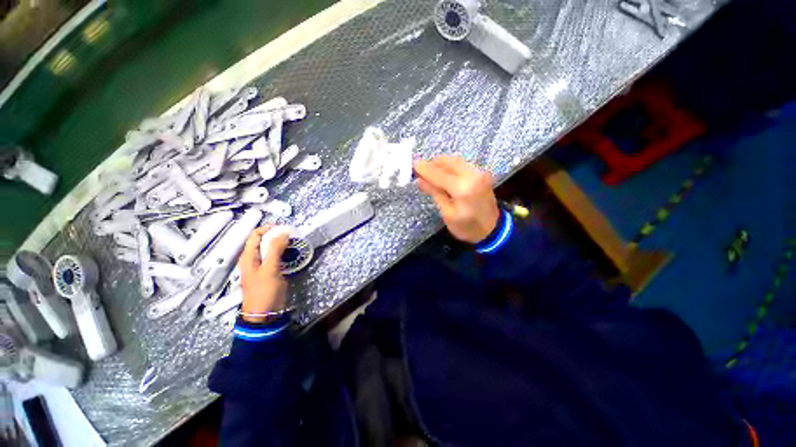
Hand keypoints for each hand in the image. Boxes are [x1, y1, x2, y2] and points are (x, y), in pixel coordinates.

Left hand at [238, 226, 290, 322]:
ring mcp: (263, 266)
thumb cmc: (264, 291)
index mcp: (249, 256)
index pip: (255, 235)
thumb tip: (282, 233)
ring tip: (295, 243)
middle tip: (292, 235)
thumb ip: (275, 250)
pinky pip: (278, 257)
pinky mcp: (272, 272)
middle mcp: (254, 259)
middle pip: (264, 241)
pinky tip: (293, 254)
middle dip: (278, 235)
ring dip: (282, 244)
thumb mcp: (270, 269)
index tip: (284, 228)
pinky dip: (285, 253)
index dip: (268, 228)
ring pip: (272, 249)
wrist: (265, 313)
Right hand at [414, 155, 499, 243]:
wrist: (493, 230)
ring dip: (441, 164)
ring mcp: (479, 172)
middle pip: (448, 161)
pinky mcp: (481, 173)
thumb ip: (435, 193)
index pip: (438, 174)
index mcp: (463, 188)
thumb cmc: (467, 227)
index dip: (424, 169)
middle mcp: (472, 175)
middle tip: (420, 170)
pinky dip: (450, 166)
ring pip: (455, 160)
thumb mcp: (448, 214)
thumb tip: (420, 180)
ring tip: (430, 172)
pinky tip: (444, 173)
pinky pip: (462, 164)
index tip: (413, 164)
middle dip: (432, 164)